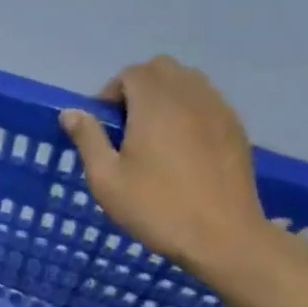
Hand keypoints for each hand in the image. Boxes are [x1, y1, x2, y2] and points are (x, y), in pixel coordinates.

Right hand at [57, 56, 268, 276]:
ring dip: (166, 95)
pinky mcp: (236, 129)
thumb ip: (88, 139)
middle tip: (127, 124)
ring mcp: (219, 111)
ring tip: (154, 132)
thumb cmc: (156, 207)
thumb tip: (71, 112)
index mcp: (155, 105)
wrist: (223, 237)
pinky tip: (182, 145)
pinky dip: (190, 109)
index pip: (132, 73)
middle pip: (162, 69)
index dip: (111, 92)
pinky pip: (208, 101)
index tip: (104, 125)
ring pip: (189, 81)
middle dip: (139, 87)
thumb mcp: (106, 179)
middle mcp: (190, 97)